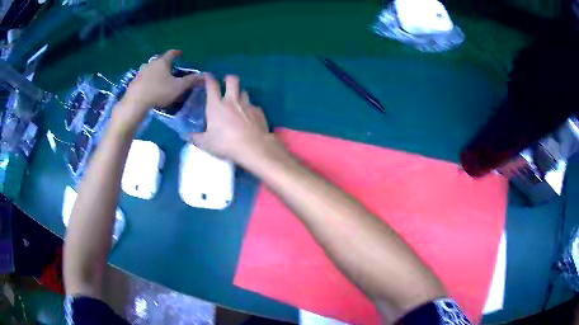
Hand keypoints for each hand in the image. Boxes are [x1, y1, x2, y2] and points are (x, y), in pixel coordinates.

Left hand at [114, 49, 202, 132]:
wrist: (136, 102)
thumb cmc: (159, 91)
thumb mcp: (179, 87)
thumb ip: (191, 80)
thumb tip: (204, 75)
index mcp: (163, 62)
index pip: (172, 53)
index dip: (177, 53)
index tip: (181, 53)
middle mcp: (151, 63)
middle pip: (160, 60)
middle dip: (165, 63)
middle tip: (170, 68)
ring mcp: (141, 72)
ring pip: (150, 68)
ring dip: (155, 71)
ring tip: (159, 78)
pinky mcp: (134, 81)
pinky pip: (143, 78)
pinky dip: (147, 80)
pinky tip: (149, 87)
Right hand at [191, 74, 274, 162]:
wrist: (253, 147)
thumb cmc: (226, 144)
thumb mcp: (206, 144)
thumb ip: (196, 138)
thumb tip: (187, 136)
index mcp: (216, 105)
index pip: (212, 86)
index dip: (209, 78)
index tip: (208, 76)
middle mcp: (232, 101)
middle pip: (232, 80)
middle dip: (229, 79)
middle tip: (226, 83)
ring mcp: (247, 105)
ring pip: (244, 92)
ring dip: (240, 93)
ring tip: (238, 101)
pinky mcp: (259, 112)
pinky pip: (253, 106)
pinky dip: (250, 108)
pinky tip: (249, 116)